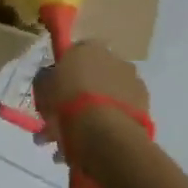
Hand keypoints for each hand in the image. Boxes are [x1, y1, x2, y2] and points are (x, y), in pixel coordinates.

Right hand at [32, 41, 149, 165]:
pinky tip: (96, 140)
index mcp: (89, 47)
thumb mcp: (41, 87)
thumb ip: (46, 78)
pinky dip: (111, 122)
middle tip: (66, 115)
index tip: (57, 88)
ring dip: (97, 109)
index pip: (76, 52)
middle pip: (95, 73)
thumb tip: (50, 78)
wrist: (102, 130)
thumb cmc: (66, 101)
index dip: (66, 70)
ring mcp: (133, 81)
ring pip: (109, 94)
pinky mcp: (145, 105)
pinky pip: (122, 111)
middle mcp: (115, 58)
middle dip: (81, 92)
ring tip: (78, 135)